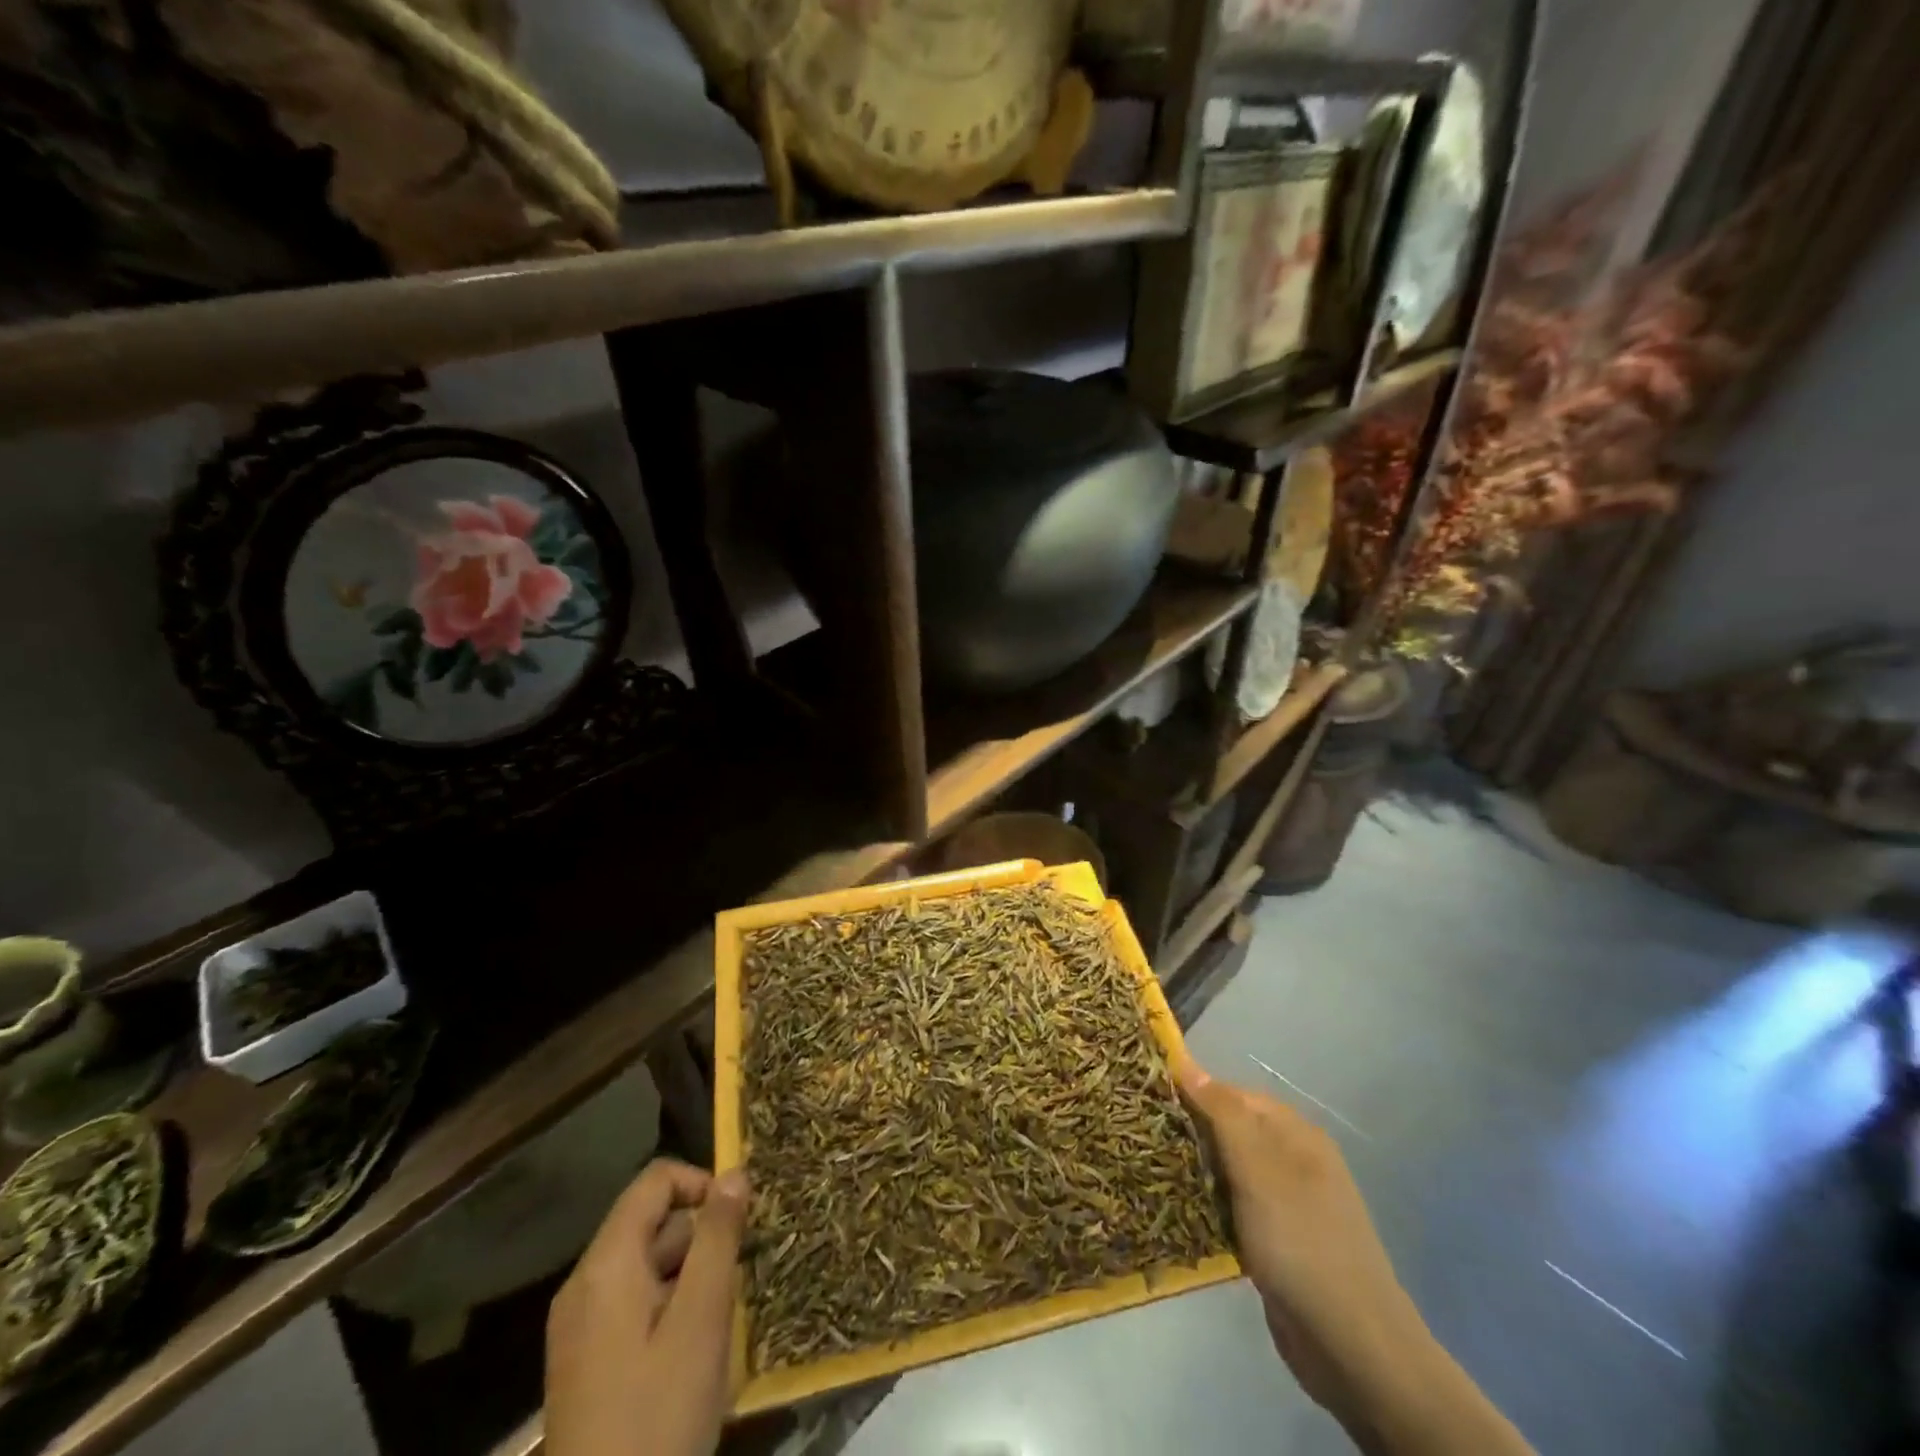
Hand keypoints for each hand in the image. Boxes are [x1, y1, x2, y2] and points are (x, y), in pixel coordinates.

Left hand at [546, 1159, 748, 1455]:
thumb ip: (718, 1237)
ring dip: (689, 1273)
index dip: (701, 1184)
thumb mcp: (701, 1319)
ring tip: (719, 1318)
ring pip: (646, 1264)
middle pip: (651, 1222)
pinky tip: (692, 1348)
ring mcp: (579, 1324)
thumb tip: (734, 1172)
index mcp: (606, 1264)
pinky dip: (668, 1304)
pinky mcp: (584, 1359)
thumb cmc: (658, 1414)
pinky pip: (633, 1300)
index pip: (656, 1180)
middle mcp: (584, 1283)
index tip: (738, 1221)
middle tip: (736, 1279)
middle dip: (701, 1236)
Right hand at [1178, 1060, 1531, 1455]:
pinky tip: (1182, 1213)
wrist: (1354, 1348)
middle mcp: (1294, 1160)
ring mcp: (1288, 1203)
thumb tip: (1186, 1062)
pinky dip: (1211, 1207)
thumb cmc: (1302, 1243)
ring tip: (1152, 1171)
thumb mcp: (1258, 1169)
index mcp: (1296, 1133)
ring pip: (1230, 1171)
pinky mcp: (1278, 1242)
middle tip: (1144, 1138)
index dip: (1192, 1092)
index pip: (1233, 1093)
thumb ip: (1222, 1113)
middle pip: (1231, 1130)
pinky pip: (1235, 1208)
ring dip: (1197, 1172)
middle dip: (1192, 1133)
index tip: (1148, 1099)